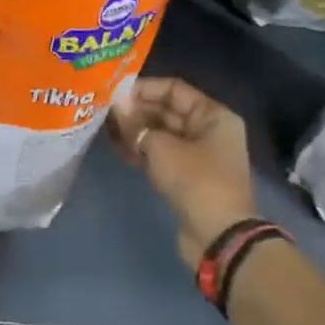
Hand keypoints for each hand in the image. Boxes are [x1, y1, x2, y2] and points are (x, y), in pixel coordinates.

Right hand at [109, 77, 256, 268]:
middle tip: (105, 111)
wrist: (218, 235)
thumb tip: (116, 106)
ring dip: (136, 131)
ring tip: (106, 129)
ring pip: (162, 134)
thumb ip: (136, 125)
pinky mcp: (188, 176)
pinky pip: (162, 155)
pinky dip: (142, 151)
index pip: (174, 89)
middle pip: (168, 111)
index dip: (144, 88)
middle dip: (137, 111)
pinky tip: (119, 150)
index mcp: (213, 116)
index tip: (115, 93)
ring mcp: (199, 155)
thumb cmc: (196, 180)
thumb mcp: (161, 148)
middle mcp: (209, 130)